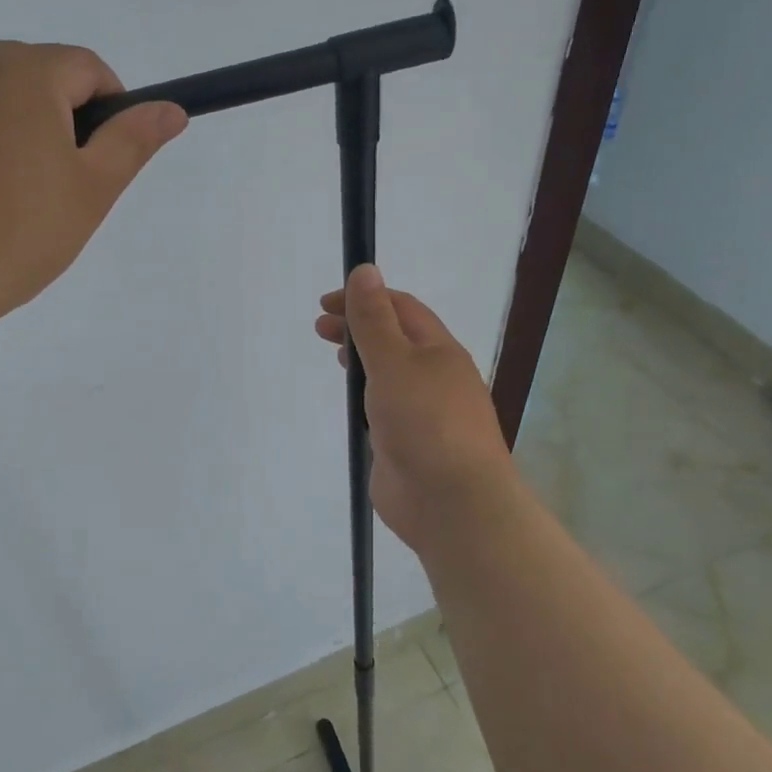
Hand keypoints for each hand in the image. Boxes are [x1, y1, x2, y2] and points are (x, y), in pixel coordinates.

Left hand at [0, 43, 185, 338]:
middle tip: (45, 183)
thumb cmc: (16, 236)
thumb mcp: (91, 192)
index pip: (86, 68)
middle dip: (49, 114)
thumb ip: (132, 141)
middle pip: (29, 73)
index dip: (106, 108)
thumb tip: (172, 108)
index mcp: (27, 72)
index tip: (97, 158)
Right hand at [315, 264, 514, 553]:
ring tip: (335, 359)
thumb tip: (365, 270)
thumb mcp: (393, 361)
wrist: (451, 501)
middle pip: (395, 339)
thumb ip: (373, 319)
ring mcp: (423, 412)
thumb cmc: (424, 422)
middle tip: (320, 330)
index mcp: (439, 350)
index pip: (401, 308)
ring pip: (390, 374)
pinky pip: (385, 408)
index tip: (325, 304)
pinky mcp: (409, 442)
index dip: (364, 298)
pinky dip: (366, 396)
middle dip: (358, 327)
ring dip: (363, 360)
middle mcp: (435, 377)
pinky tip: (351, 403)